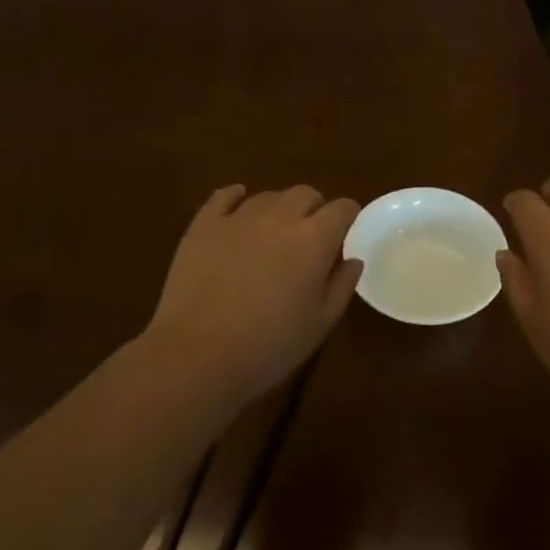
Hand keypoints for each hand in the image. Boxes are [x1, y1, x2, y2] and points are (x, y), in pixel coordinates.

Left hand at [140, 184, 362, 407]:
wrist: (197, 355)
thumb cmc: (268, 346)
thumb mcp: (320, 325)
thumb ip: (341, 286)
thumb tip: (353, 260)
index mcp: (314, 239)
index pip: (342, 208)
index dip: (348, 216)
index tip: (346, 232)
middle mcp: (280, 216)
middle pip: (306, 194)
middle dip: (314, 210)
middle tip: (309, 239)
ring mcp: (239, 216)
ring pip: (268, 197)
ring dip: (278, 210)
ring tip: (272, 237)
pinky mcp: (204, 224)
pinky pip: (224, 196)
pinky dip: (235, 198)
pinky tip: (236, 208)